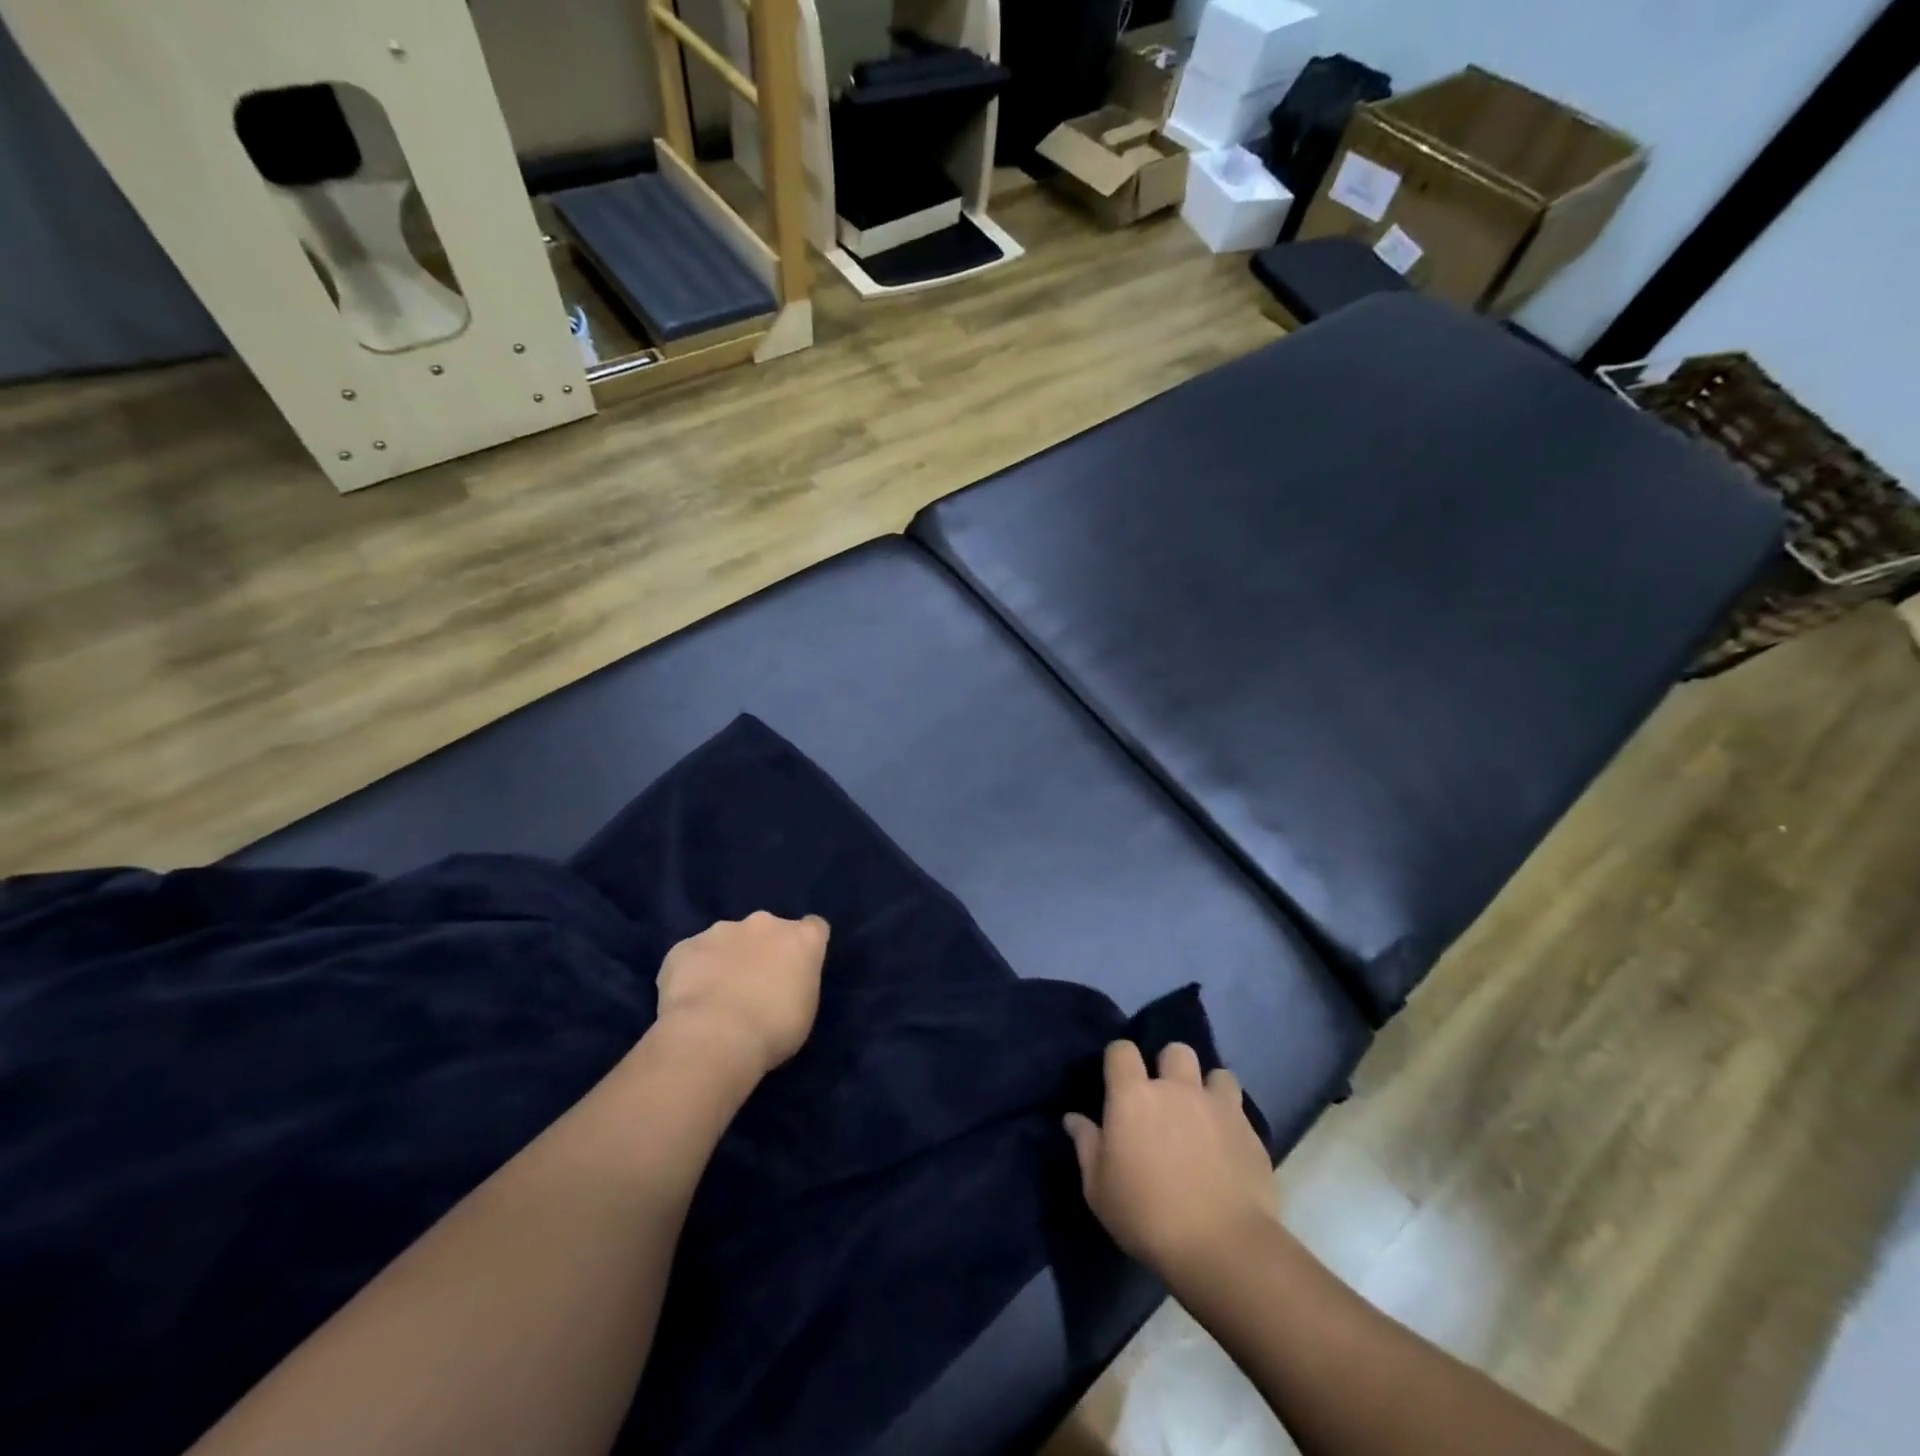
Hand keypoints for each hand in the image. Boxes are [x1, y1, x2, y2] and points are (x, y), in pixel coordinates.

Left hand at [654, 912, 829, 1078]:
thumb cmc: (774, 1030)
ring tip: (715, 998)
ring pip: (726, 939)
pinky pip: (691, 956)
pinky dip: (691, 972)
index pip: (814, 928)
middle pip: (767, 929)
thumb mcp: (804, 1010)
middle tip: (753, 986)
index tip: (796, 970)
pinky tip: (689, 1002)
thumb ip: (797, 983)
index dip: (804, 948)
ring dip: (725, 959)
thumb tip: (784, 982)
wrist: (714, 1038)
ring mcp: (721, 931)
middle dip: (761, 950)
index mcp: (801, 938)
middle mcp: (764, 923)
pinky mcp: (684, 947)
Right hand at [1064, 1041, 1274, 1280]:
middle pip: (1175, 1050)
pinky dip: (1231, 1120)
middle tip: (1166, 1098)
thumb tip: (1073, 1119)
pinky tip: (1227, 1147)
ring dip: (1207, 1088)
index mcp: (1134, 1096)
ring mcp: (1218, 1106)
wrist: (1223, 1247)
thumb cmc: (1147, 1216)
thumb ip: (1087, 1146)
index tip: (1118, 1081)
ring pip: (1215, 1073)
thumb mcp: (1099, 1189)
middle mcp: (1176, 1088)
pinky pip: (1239, 1109)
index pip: (1121, 1050)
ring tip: (1203, 1115)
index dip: (1119, 1060)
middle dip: (1169, 1065)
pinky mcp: (1250, 1131)